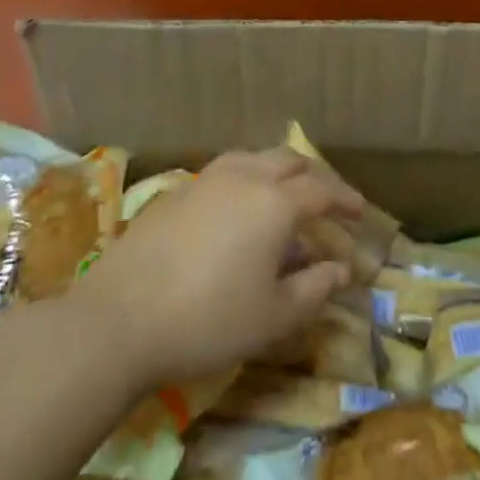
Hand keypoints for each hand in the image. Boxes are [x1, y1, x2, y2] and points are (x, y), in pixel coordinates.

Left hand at [78, 149, 366, 389]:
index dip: (345, 200)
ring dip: (279, 172)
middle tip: (328, 200)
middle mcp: (244, 178)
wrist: (118, 320)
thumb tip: (341, 270)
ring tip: (286, 195)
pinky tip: (239, 209)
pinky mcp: (176, 193)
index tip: (360, 212)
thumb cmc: (207, 321)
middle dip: (315, 177)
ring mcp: (206, 181)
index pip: (322, 190)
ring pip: (254, 159)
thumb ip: (314, 289)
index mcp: (275, 203)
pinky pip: (226, 173)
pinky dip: (247, 181)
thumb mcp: (273, 317)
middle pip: (290, 162)